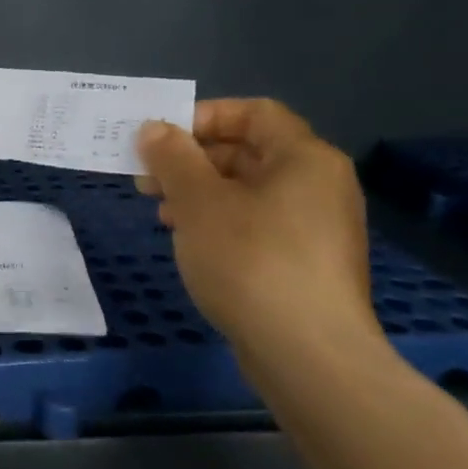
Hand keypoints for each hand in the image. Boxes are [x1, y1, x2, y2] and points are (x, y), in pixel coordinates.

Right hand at [136, 99, 384, 368]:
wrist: (309, 355)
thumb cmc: (251, 261)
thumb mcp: (199, 202)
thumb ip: (173, 158)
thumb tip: (154, 128)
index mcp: (304, 158)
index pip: (254, 113)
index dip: (204, 117)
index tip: (161, 138)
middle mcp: (320, 185)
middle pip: (249, 152)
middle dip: (193, 161)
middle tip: (147, 179)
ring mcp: (318, 228)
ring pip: (249, 192)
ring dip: (200, 194)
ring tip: (162, 214)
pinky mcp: (308, 265)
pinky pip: (259, 226)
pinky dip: (221, 224)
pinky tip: (191, 244)